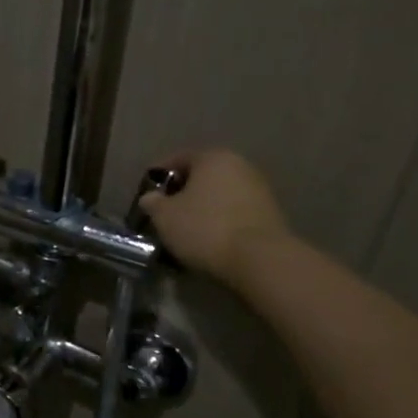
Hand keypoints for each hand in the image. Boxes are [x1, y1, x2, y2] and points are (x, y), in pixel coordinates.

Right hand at [136, 149, 288, 285]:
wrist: (260, 259)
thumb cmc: (205, 228)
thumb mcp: (164, 216)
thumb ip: (152, 202)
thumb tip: (151, 197)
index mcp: (213, 158)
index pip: (178, 159)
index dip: (158, 176)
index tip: (147, 195)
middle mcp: (240, 166)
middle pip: (201, 176)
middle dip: (182, 192)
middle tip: (164, 212)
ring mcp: (259, 189)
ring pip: (218, 194)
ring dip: (201, 208)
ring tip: (185, 229)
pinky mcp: (270, 213)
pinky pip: (234, 211)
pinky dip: (219, 220)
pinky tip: (208, 238)